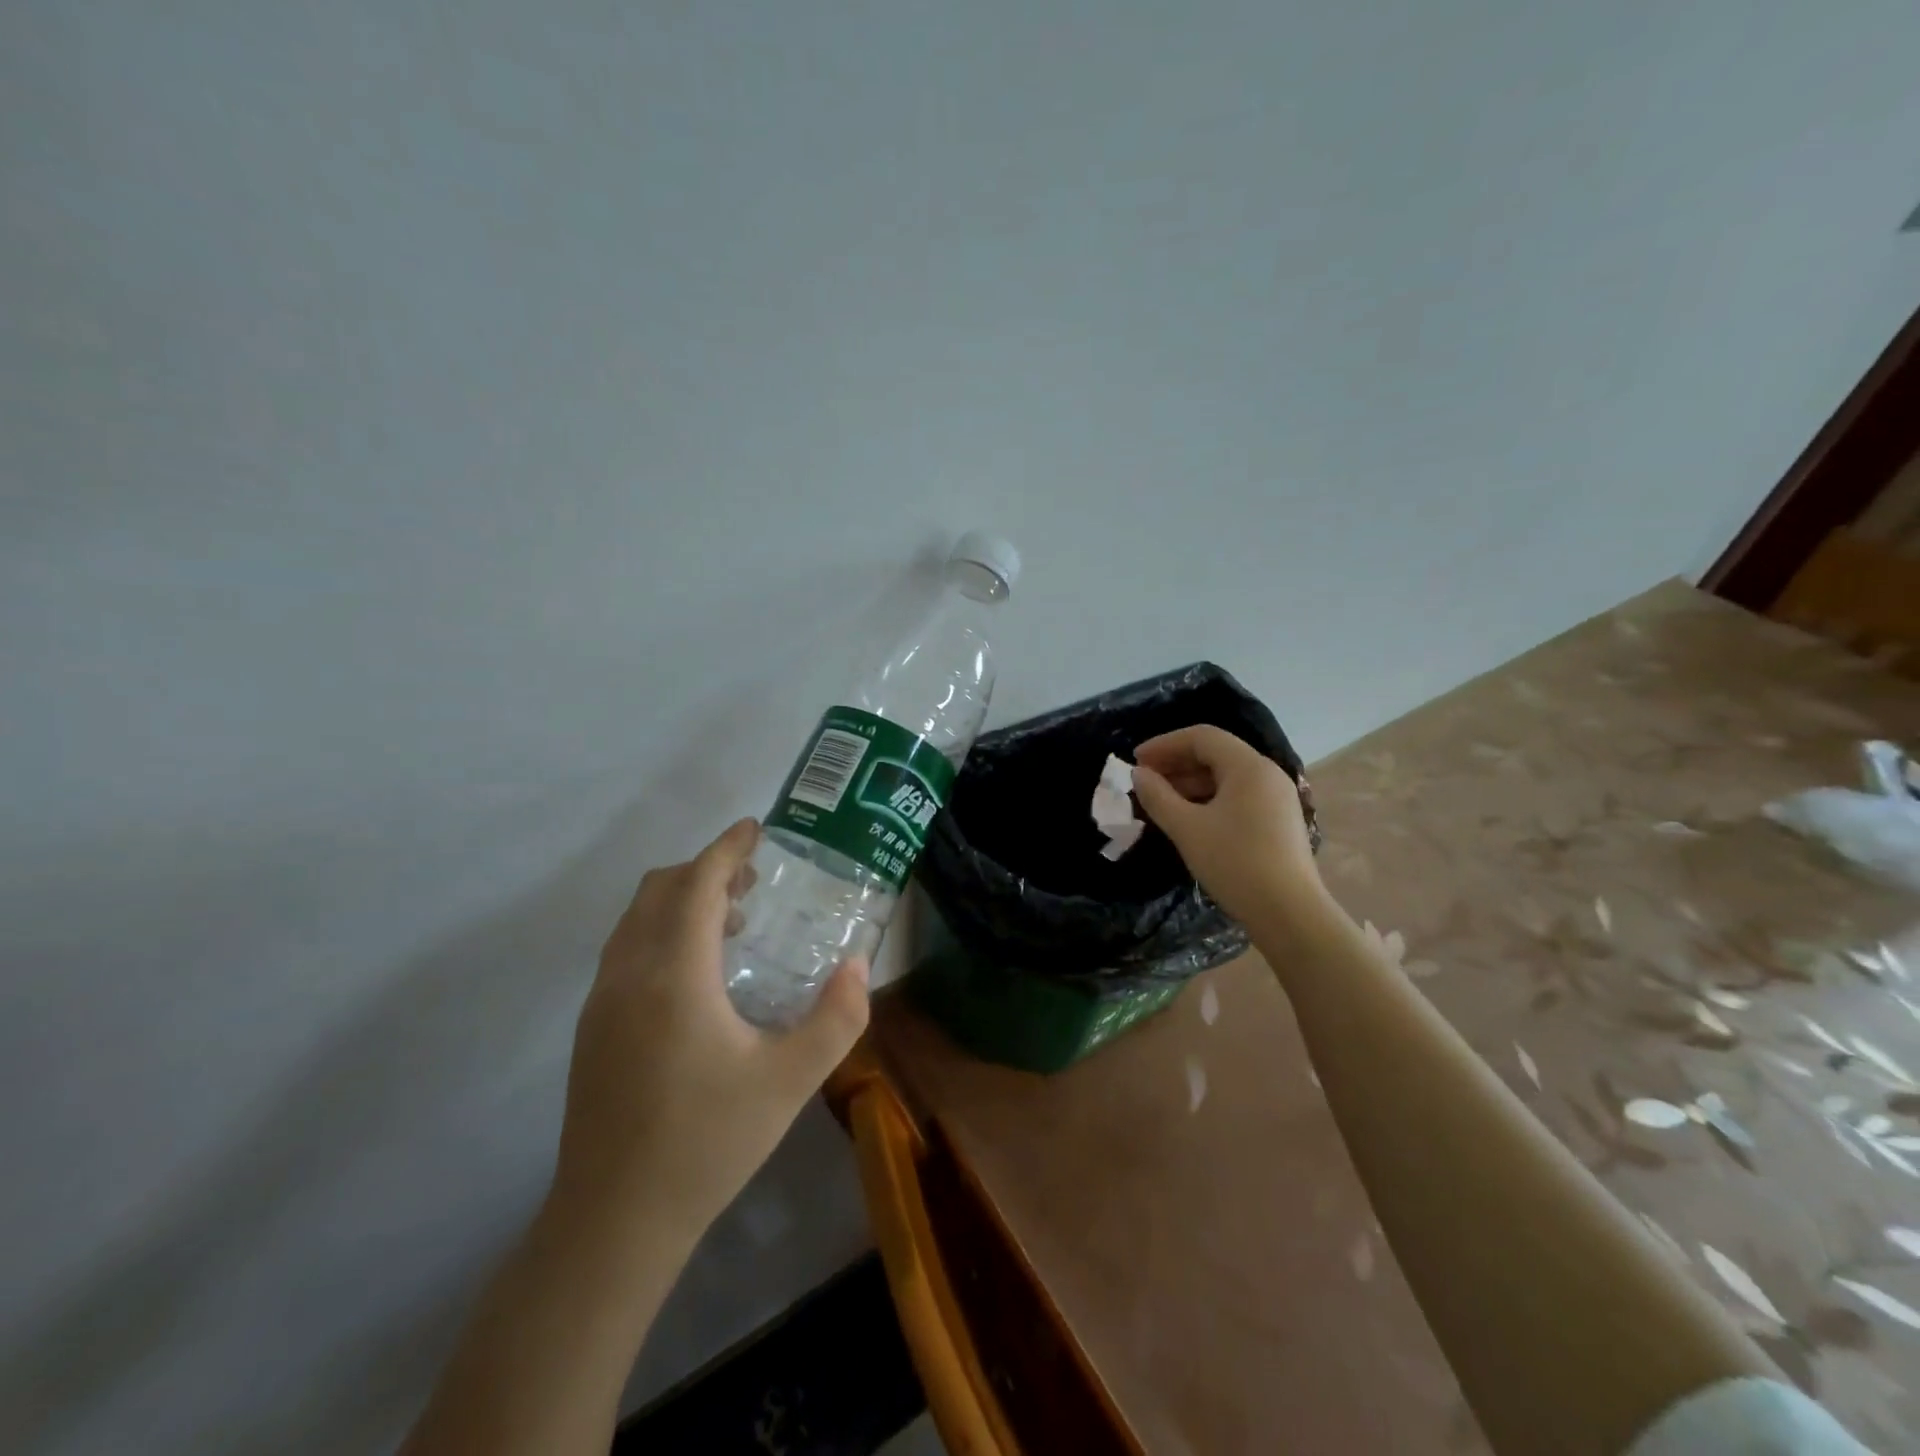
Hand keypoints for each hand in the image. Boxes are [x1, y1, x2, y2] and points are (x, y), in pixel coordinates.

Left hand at [552, 819, 868, 1244]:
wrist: (612, 1223)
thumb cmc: (707, 1143)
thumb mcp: (790, 1083)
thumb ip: (836, 1019)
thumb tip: (857, 964)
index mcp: (673, 977)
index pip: (694, 885)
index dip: (726, 849)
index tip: (755, 828)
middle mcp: (628, 976)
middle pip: (658, 890)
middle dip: (704, 870)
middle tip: (753, 880)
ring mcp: (601, 1002)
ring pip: (636, 920)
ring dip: (681, 901)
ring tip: (733, 921)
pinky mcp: (591, 1028)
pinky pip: (627, 950)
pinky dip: (661, 932)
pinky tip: (698, 975)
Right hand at [1132, 725, 1326, 928]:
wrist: (1289, 914)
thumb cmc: (1235, 863)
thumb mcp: (1187, 828)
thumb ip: (1158, 796)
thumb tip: (1139, 774)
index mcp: (1248, 767)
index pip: (1202, 737)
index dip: (1165, 744)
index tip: (1136, 761)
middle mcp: (1267, 773)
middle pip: (1215, 753)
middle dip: (1176, 763)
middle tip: (1144, 781)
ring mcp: (1276, 797)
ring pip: (1226, 776)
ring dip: (1190, 782)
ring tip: (1160, 801)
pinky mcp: (1278, 820)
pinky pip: (1238, 795)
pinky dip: (1208, 798)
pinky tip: (1188, 817)